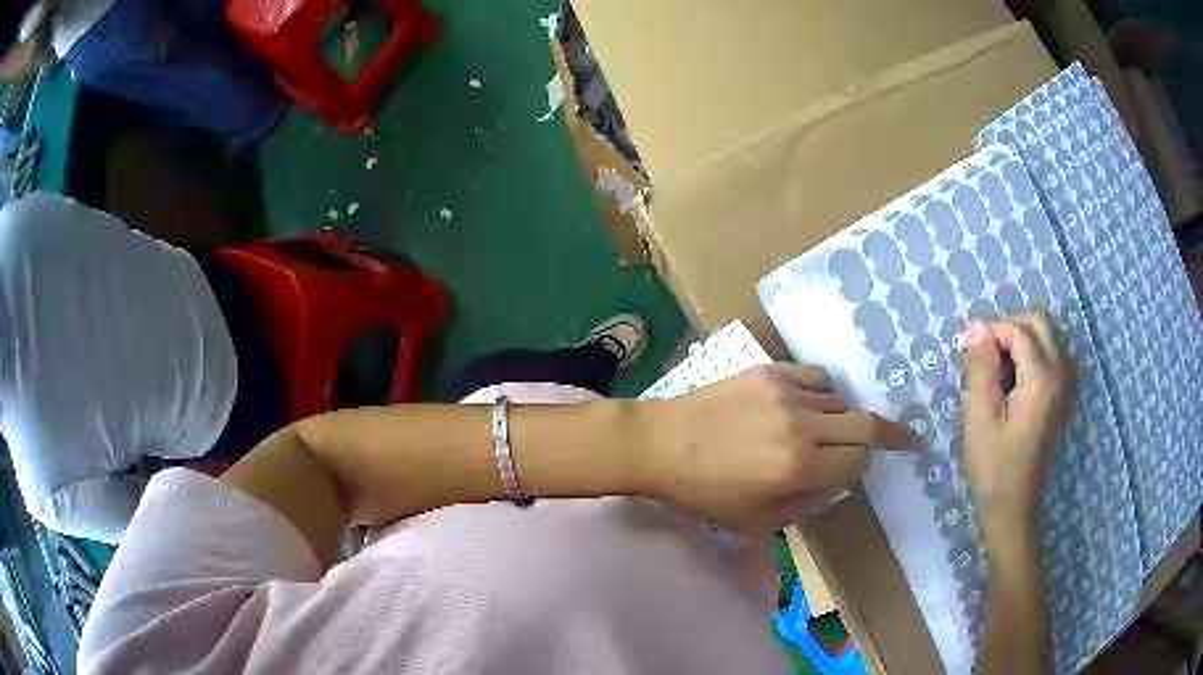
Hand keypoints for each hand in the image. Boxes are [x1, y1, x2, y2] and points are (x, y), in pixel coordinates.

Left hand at [636, 364, 920, 532]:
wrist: (661, 444)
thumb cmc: (704, 493)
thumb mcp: (756, 521)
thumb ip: (806, 505)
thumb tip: (835, 483)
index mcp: (798, 468)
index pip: (859, 461)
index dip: (864, 468)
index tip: (866, 469)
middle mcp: (802, 426)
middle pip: (867, 425)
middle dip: (891, 435)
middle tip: (907, 439)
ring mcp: (787, 393)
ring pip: (841, 401)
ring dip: (842, 419)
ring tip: (825, 430)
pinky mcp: (770, 371)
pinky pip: (816, 378)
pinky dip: (822, 394)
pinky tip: (808, 405)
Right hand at [962, 310, 1074, 538]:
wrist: (1014, 506)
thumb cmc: (993, 466)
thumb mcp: (979, 418)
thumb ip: (980, 367)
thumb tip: (976, 326)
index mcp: (1041, 380)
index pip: (1018, 330)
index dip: (992, 330)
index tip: (969, 348)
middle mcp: (1061, 374)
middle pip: (1040, 322)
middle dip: (1011, 326)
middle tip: (987, 353)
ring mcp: (1068, 385)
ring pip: (1052, 334)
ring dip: (1026, 336)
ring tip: (1002, 362)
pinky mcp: (1066, 396)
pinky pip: (1058, 353)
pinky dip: (1039, 350)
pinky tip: (1022, 374)